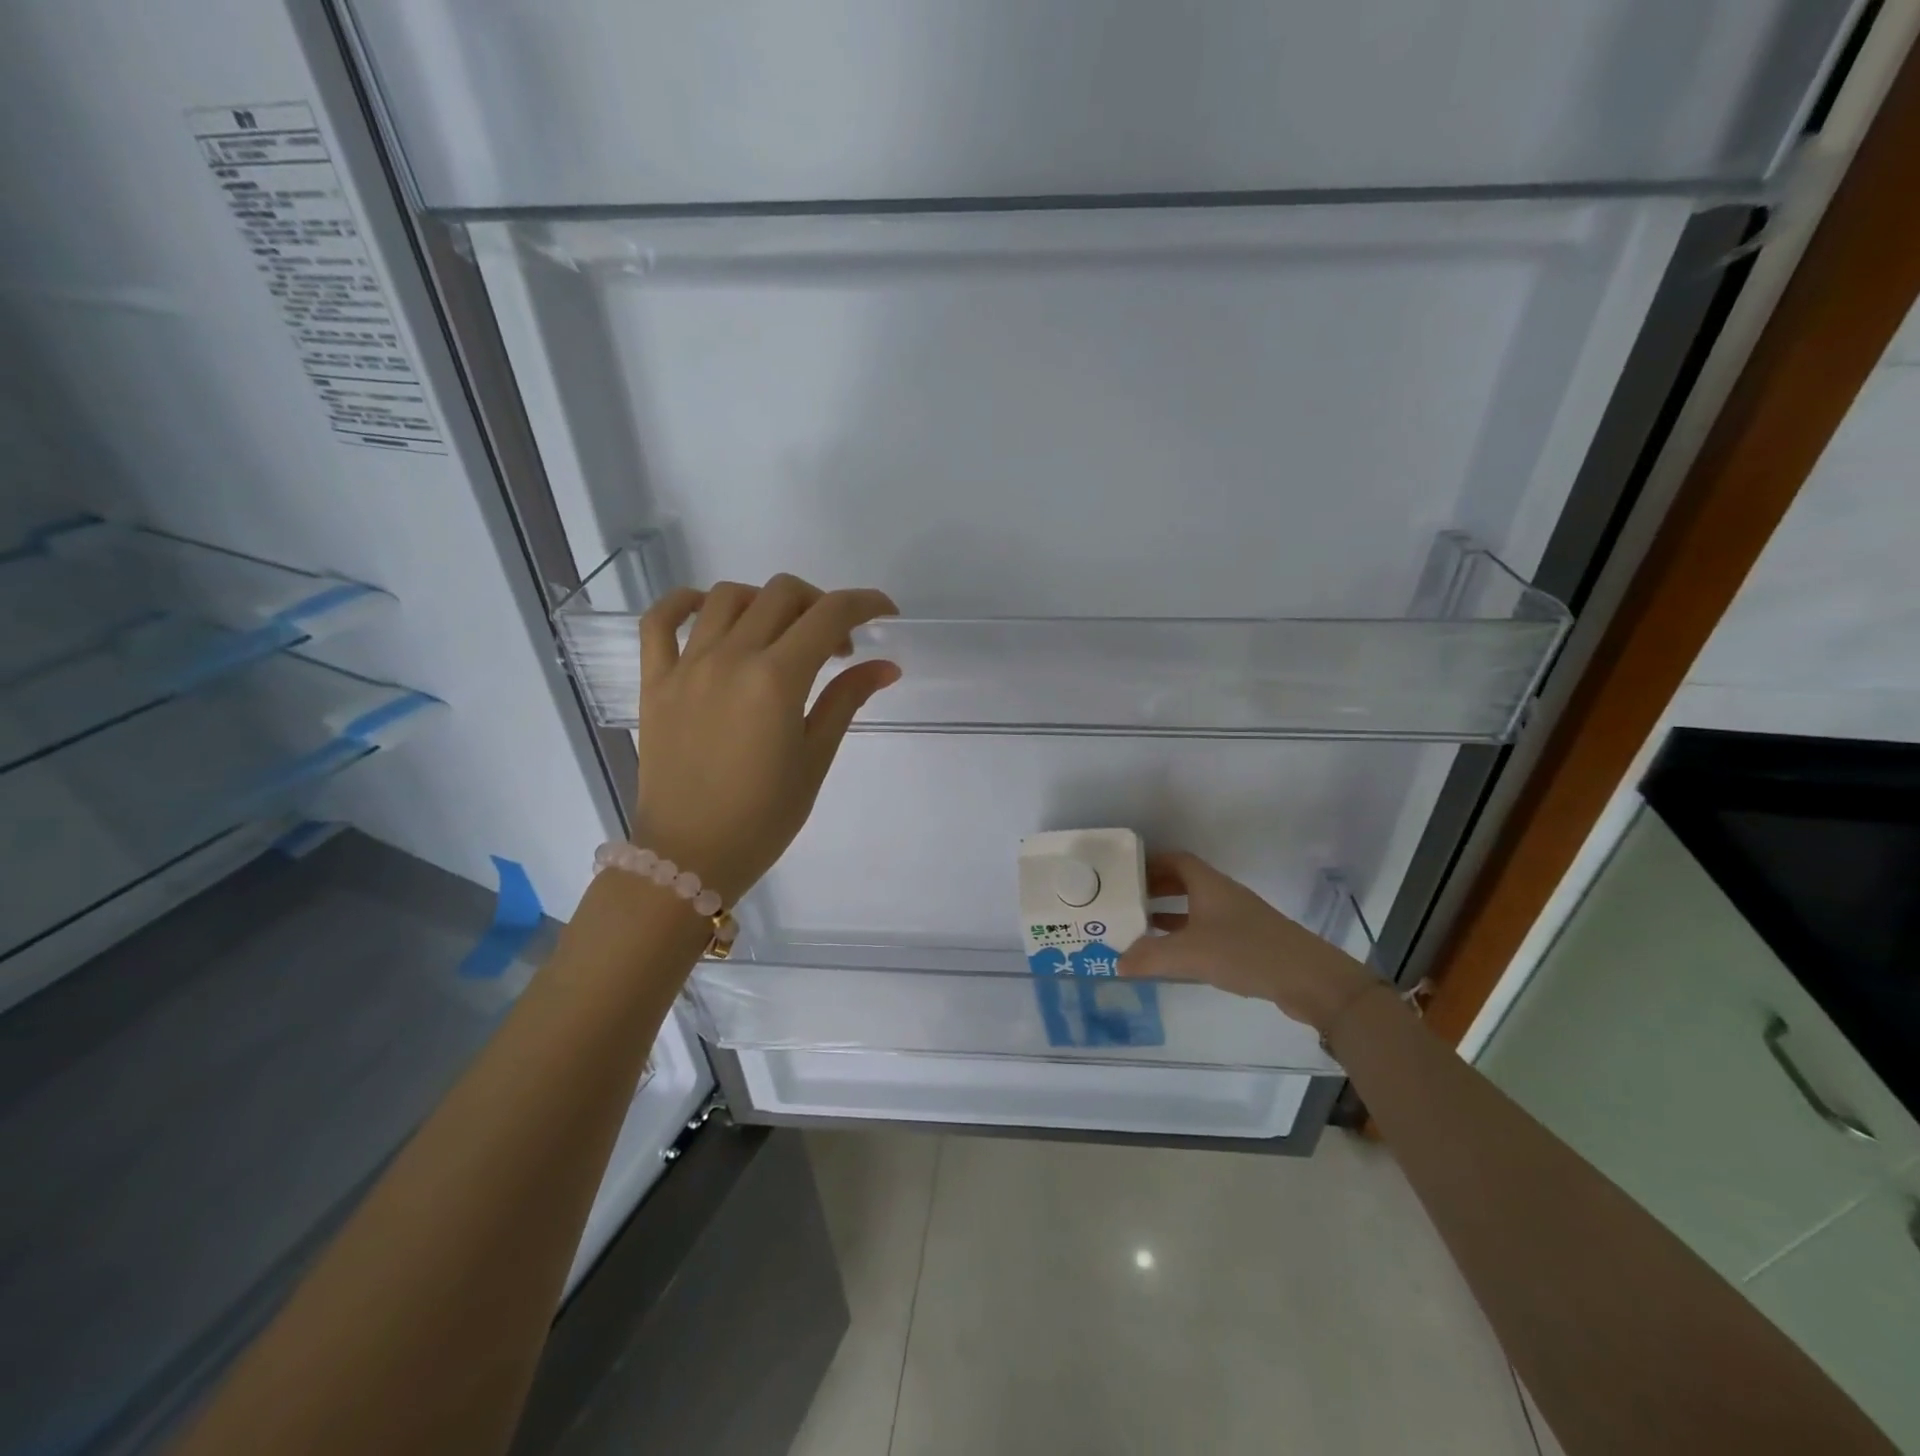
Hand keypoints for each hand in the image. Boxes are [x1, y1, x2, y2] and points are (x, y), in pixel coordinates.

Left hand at [633, 575, 899, 903]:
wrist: (689, 856)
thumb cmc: (763, 817)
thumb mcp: (815, 759)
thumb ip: (847, 701)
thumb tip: (885, 667)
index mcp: (776, 679)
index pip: (829, 615)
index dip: (865, 604)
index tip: (885, 613)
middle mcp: (730, 657)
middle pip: (783, 594)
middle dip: (821, 605)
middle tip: (834, 645)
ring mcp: (686, 665)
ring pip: (728, 596)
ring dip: (766, 602)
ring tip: (780, 635)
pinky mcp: (655, 680)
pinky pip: (660, 620)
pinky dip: (685, 603)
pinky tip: (708, 612)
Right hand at [1117, 851, 1376, 1032]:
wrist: (1308, 979)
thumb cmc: (1246, 952)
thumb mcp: (1189, 954)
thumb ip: (1149, 956)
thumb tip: (1117, 962)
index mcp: (1208, 885)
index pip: (1175, 860)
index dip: (1150, 862)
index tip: (1125, 872)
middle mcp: (1222, 894)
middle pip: (1183, 881)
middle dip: (1155, 888)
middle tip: (1126, 900)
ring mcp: (1236, 918)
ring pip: (1195, 906)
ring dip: (1169, 912)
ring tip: (1140, 926)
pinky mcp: (1247, 941)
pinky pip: (1207, 928)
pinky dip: (1186, 934)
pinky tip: (1174, 953)